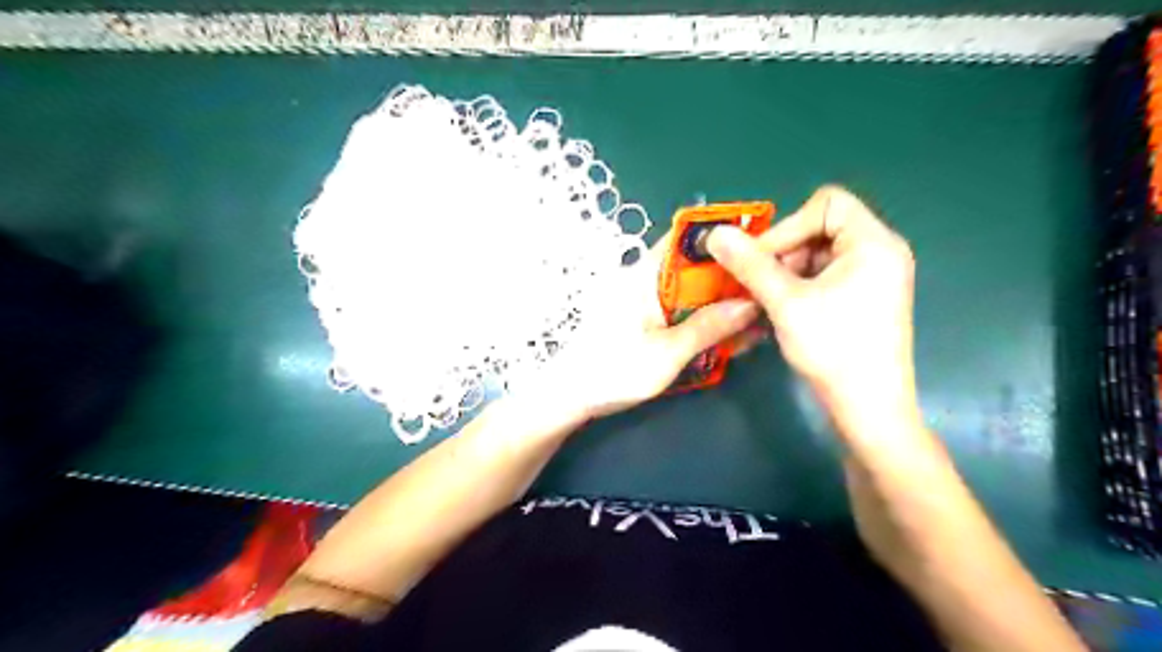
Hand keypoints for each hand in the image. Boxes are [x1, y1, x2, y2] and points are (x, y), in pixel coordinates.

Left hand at [539, 233, 764, 419]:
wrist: (571, 395)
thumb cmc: (613, 371)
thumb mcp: (667, 353)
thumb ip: (708, 327)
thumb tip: (751, 303)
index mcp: (646, 275)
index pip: (686, 237)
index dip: (722, 234)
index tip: (760, 244)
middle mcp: (646, 279)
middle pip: (695, 264)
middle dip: (731, 275)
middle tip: (767, 291)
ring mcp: (645, 300)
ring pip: (693, 289)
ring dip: (721, 301)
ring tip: (756, 318)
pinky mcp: (646, 319)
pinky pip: (683, 309)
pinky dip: (705, 317)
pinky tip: (728, 335)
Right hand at [704, 186, 921, 434]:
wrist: (869, 409)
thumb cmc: (833, 350)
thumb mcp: (786, 303)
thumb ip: (750, 264)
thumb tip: (715, 234)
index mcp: (873, 242)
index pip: (827, 203)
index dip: (788, 225)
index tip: (760, 259)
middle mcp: (879, 252)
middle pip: (820, 228)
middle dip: (783, 253)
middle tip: (759, 285)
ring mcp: (872, 277)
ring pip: (816, 255)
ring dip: (784, 273)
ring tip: (766, 302)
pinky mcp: (863, 298)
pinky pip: (823, 277)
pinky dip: (797, 288)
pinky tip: (780, 312)